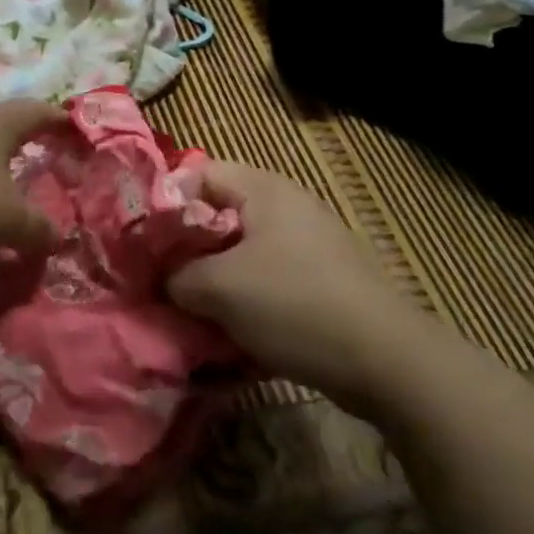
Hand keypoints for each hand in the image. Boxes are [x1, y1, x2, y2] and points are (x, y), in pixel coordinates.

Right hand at [169, 162, 414, 406]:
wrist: (387, 360)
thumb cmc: (294, 304)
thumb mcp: (220, 288)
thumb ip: (179, 275)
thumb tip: (165, 278)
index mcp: (263, 189)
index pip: (198, 174)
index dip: (166, 202)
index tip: (145, 242)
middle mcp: (287, 206)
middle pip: (219, 215)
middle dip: (189, 249)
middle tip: (164, 281)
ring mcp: (309, 243)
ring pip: (243, 253)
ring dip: (215, 280)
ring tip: (193, 313)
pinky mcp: (322, 279)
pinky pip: (269, 280)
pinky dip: (247, 300)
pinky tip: (233, 333)